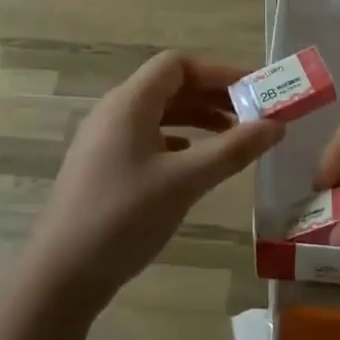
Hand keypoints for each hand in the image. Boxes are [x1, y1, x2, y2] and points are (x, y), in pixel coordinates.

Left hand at [28, 52, 283, 309]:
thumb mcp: (185, 181)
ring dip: (197, 118)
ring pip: (158, 113)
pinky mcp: (103, 166)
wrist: (62, 273)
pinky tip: (196, 160)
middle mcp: (113, 112)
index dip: (218, 71)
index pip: (177, 65)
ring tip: (234, 136)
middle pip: (169, 86)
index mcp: (128, 103)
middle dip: (212, 95)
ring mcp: (104, 140)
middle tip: (253, 113)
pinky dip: (177, 140)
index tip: (254, 89)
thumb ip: (233, 150)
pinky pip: (147, 137)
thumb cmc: (124, 217)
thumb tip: (277, 125)